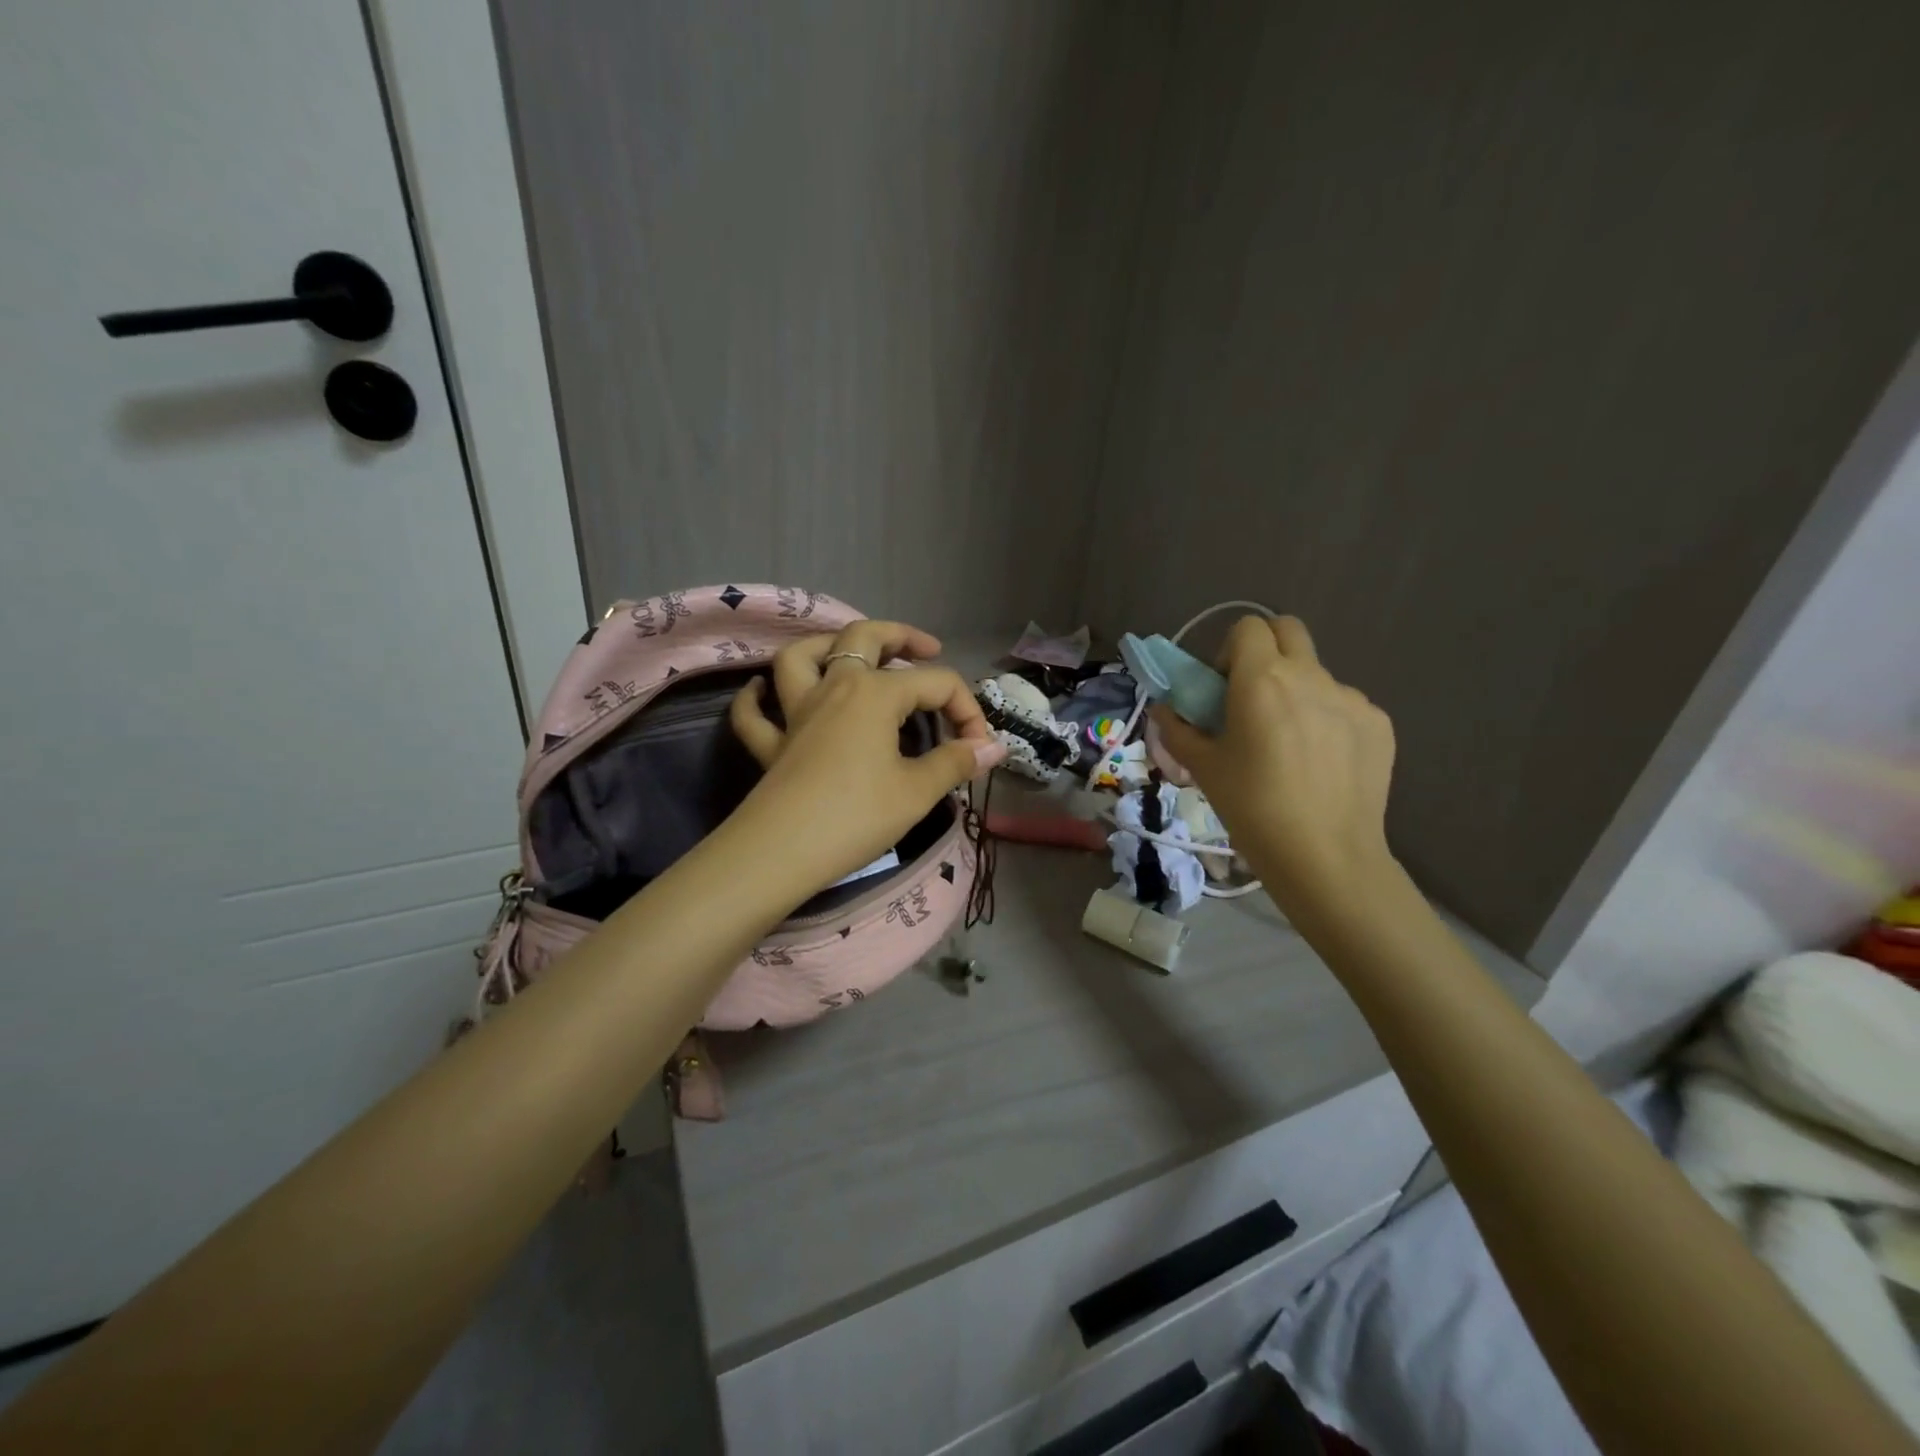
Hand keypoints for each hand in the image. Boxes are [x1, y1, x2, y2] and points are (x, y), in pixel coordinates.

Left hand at [727, 620, 1006, 889]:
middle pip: (864, 638)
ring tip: (850, 654)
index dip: (967, 710)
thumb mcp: (917, 791)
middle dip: (900, 636)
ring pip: (803, 656)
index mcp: (875, 693)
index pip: (937, 683)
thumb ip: (956, 762)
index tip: (979, 749)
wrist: (782, 851)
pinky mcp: (771, 744)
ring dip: (827, 645)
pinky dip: (758, 698)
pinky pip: (756, 712)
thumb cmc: (857, 816)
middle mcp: (834, 687)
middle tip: (926, 648)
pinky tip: (764, 694)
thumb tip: (993, 747)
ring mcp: (796, 712)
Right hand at [1151, 616, 1396, 916]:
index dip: (1230, 650)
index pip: (1248, 627)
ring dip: (1297, 691)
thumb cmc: (1252, 808)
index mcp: (1262, 679)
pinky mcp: (1379, 724)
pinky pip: (1344, 706)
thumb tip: (1165, 710)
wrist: (1325, 857)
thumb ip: (1178, 729)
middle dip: (1267, 650)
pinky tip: (1321, 764)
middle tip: (1253, 697)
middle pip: (1289, 630)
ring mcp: (1352, 698)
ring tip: (1291, 746)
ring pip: (1318, 673)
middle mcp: (1311, 676)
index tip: (1223, 687)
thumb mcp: (1203, 768)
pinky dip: (1327, 720)